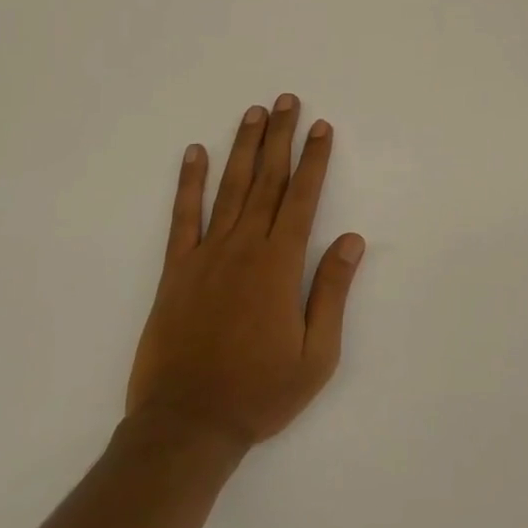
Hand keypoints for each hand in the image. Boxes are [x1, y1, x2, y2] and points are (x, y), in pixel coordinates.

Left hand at [125, 97, 365, 450]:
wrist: (187, 426)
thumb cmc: (259, 393)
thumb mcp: (316, 356)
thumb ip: (332, 292)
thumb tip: (351, 239)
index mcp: (280, 264)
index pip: (302, 197)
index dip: (314, 159)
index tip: (322, 127)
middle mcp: (245, 247)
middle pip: (268, 180)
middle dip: (281, 137)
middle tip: (288, 101)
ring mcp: (207, 254)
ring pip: (230, 187)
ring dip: (244, 147)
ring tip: (254, 112)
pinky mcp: (176, 269)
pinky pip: (183, 216)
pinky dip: (189, 182)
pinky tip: (194, 153)